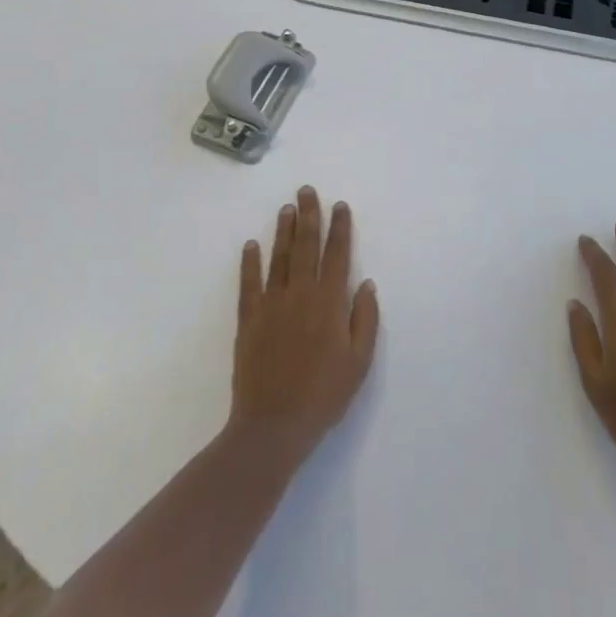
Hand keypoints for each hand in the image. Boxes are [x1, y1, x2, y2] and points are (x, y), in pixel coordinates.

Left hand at [230, 187, 379, 467]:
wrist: (273, 426)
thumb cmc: (324, 395)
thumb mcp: (359, 361)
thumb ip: (365, 319)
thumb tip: (366, 283)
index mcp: (329, 302)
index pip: (337, 255)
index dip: (339, 228)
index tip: (340, 205)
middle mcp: (300, 294)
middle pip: (305, 246)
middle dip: (308, 216)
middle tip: (306, 191)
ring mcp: (271, 305)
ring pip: (278, 258)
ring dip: (283, 230)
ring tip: (287, 208)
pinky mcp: (249, 320)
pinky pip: (249, 283)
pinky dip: (250, 262)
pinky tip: (251, 245)